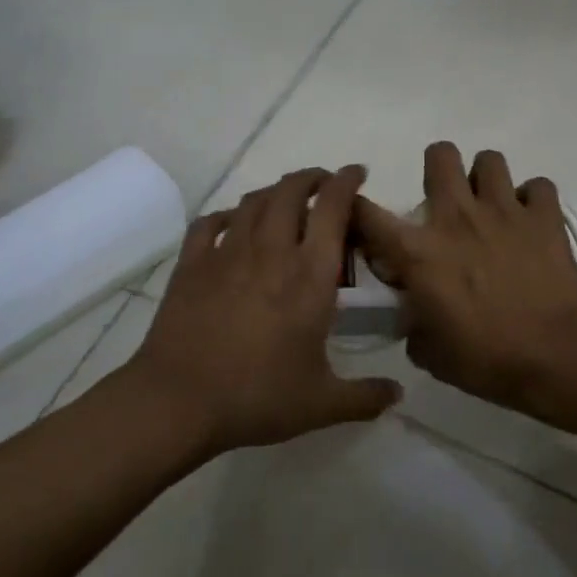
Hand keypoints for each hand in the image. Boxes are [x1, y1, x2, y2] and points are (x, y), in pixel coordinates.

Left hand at [129, 166, 401, 456]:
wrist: (178, 401)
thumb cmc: (257, 397)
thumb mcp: (321, 403)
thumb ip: (366, 397)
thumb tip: (398, 394)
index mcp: (309, 274)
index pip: (332, 207)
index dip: (347, 181)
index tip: (357, 173)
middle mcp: (271, 250)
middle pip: (290, 190)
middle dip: (311, 178)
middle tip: (323, 184)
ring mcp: (227, 253)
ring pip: (253, 201)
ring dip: (274, 192)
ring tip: (284, 200)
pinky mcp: (192, 264)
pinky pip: (210, 223)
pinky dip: (227, 215)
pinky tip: (232, 223)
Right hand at [352, 143, 576, 421]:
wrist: (559, 358)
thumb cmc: (488, 361)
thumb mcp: (431, 354)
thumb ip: (413, 323)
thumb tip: (413, 314)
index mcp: (419, 252)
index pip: (367, 213)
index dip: (355, 207)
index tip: (361, 217)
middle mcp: (457, 217)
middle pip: (439, 155)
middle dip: (437, 170)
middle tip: (445, 201)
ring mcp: (504, 210)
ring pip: (489, 159)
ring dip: (485, 179)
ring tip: (490, 206)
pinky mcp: (545, 216)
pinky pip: (538, 186)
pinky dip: (533, 199)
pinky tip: (531, 220)